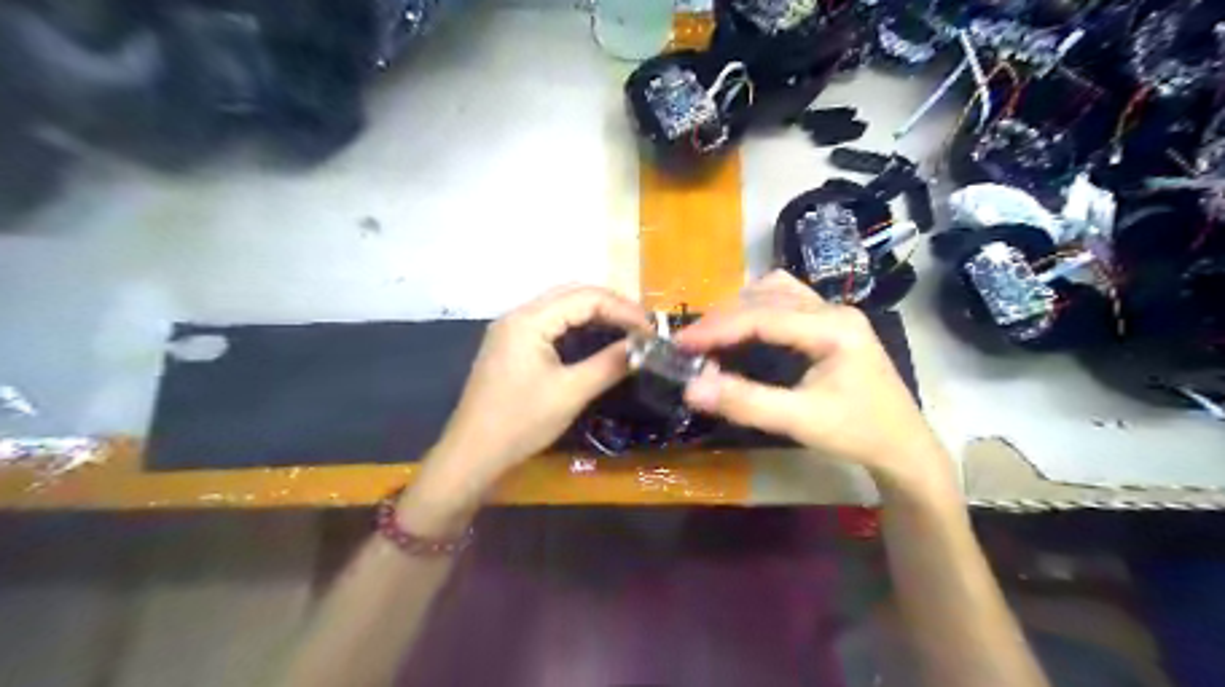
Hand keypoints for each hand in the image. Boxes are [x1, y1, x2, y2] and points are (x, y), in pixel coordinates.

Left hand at [400, 286, 649, 532]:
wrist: (472, 454)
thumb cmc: (521, 423)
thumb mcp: (571, 393)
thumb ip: (609, 364)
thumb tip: (644, 348)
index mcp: (529, 320)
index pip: (585, 298)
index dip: (623, 309)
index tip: (651, 330)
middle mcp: (518, 315)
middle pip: (572, 295)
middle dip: (611, 306)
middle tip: (642, 327)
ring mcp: (511, 330)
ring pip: (561, 308)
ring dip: (595, 314)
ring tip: (627, 330)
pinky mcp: (511, 346)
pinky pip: (550, 324)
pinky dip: (577, 327)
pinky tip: (595, 340)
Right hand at [680, 272, 957, 495]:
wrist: (903, 446)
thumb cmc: (857, 433)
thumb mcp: (800, 421)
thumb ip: (746, 402)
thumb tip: (692, 388)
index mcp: (832, 327)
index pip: (762, 316)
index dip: (717, 328)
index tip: (680, 343)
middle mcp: (833, 309)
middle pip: (766, 296)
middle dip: (723, 317)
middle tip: (690, 344)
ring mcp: (834, 312)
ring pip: (775, 291)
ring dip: (739, 308)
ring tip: (712, 335)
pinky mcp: (830, 323)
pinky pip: (785, 300)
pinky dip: (755, 310)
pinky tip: (743, 329)